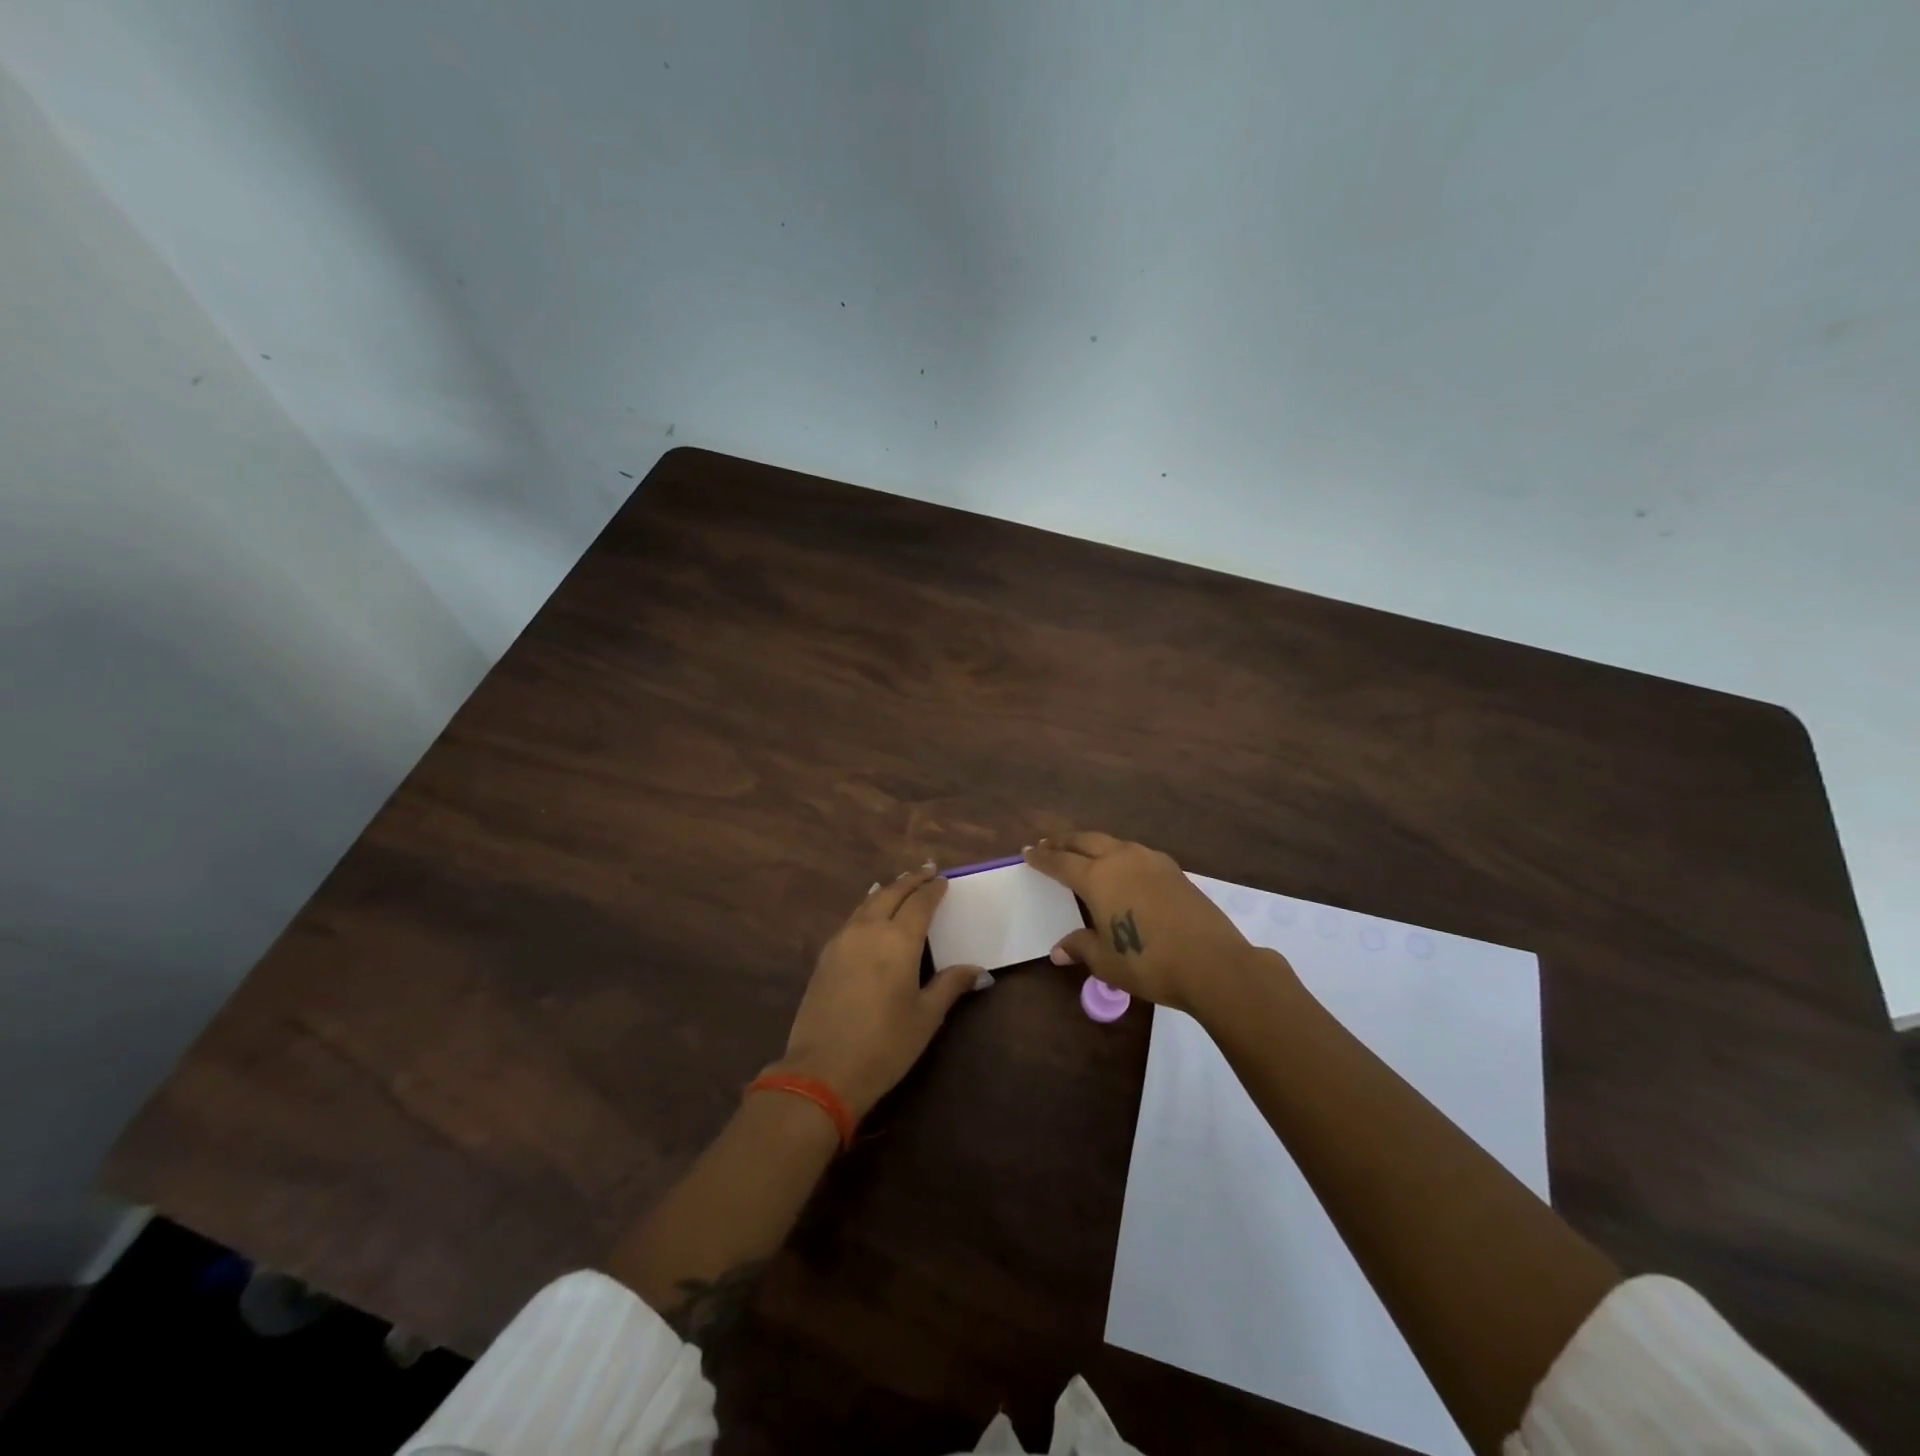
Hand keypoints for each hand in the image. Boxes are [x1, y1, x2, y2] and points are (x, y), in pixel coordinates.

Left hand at [775, 868, 984, 1120]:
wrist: (821, 1071)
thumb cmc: (884, 1045)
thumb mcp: (925, 1017)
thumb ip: (950, 985)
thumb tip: (979, 971)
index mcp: (898, 940)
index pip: (920, 903)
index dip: (933, 889)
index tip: (944, 880)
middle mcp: (868, 930)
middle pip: (891, 893)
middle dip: (910, 880)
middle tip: (926, 870)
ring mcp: (842, 940)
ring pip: (867, 902)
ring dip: (887, 890)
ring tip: (899, 883)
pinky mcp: (825, 956)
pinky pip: (851, 918)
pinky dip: (866, 907)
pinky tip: (869, 912)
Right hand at [1024, 832, 1261, 1011]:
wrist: (1212, 962)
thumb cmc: (1148, 962)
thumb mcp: (1105, 960)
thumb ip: (1081, 947)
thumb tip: (1058, 951)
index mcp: (1097, 878)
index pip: (1060, 862)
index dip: (1042, 858)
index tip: (1027, 851)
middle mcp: (1121, 859)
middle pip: (1085, 841)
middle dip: (1064, 842)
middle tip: (1048, 844)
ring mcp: (1151, 861)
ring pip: (1113, 843)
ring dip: (1092, 844)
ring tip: (1083, 851)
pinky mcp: (1174, 870)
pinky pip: (1136, 853)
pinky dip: (1118, 854)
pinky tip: (1122, 867)